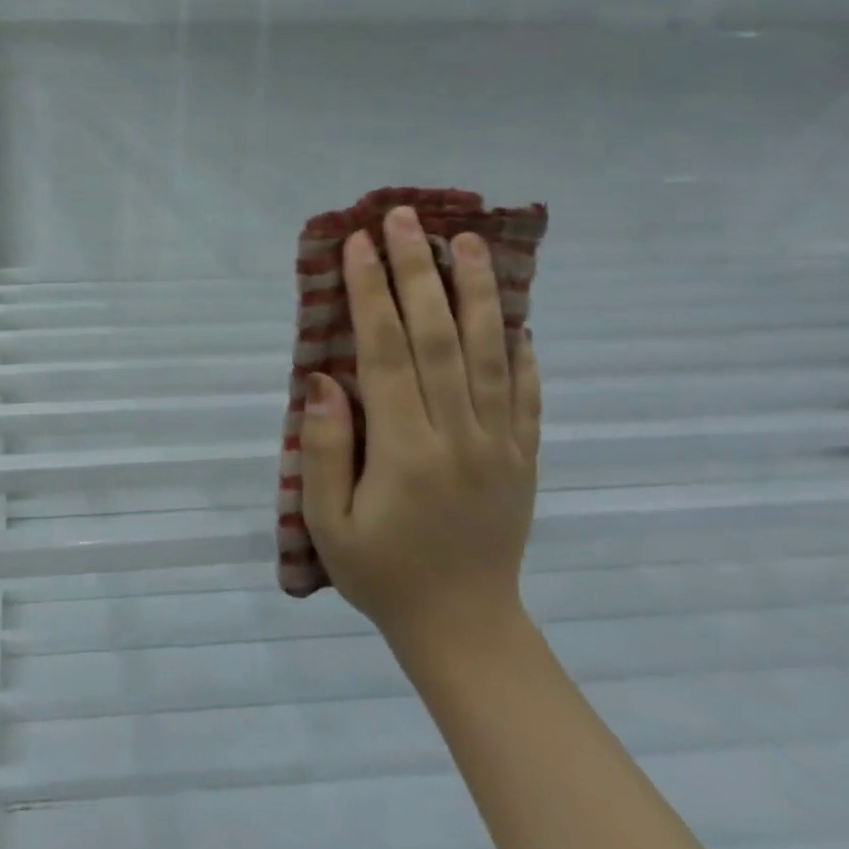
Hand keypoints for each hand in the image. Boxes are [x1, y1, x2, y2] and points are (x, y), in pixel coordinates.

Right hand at [299, 205, 541, 672]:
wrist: (466, 630)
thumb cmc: (381, 574)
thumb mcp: (327, 525)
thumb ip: (322, 451)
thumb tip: (323, 381)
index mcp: (405, 451)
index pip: (386, 353)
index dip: (370, 293)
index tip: (358, 244)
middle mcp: (458, 436)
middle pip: (439, 337)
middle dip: (418, 271)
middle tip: (406, 218)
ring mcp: (499, 444)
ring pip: (490, 353)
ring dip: (477, 292)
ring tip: (466, 241)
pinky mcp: (524, 456)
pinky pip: (526, 393)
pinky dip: (520, 348)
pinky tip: (515, 313)